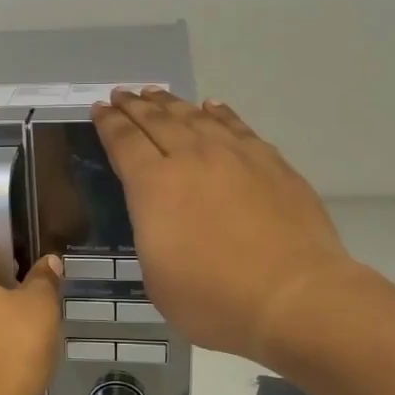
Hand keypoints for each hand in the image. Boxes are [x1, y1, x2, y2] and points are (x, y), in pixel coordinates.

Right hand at [93, 89, 357, 362]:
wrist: (294, 297)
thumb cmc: (213, 300)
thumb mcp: (156, 278)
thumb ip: (152, 236)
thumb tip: (161, 216)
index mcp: (154, 187)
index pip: (124, 143)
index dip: (109, 124)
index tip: (100, 108)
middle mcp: (192, 159)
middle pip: (158, 121)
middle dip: (135, 106)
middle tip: (122, 93)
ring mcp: (236, 156)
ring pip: (196, 117)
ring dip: (172, 104)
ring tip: (157, 93)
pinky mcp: (272, 164)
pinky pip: (238, 127)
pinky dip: (220, 113)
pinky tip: (212, 107)